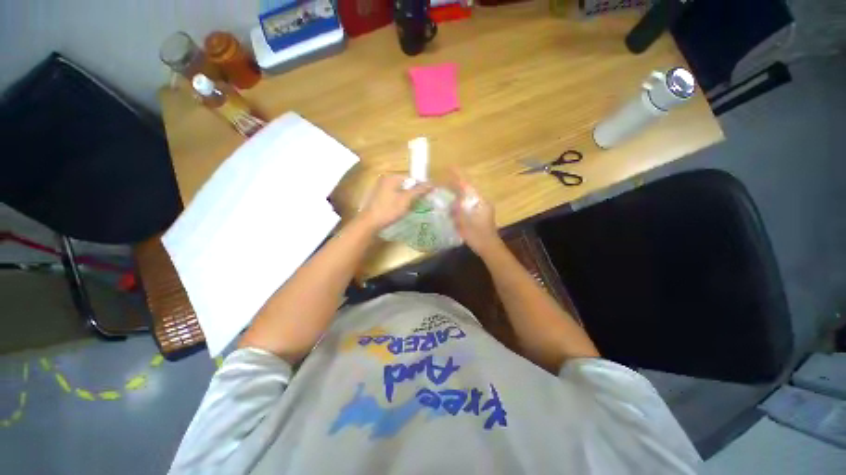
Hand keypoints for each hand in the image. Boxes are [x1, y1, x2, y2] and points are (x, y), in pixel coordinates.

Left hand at [357, 174, 431, 232]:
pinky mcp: (377, 198)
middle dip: (413, 193)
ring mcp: (379, 189)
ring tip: (412, 208)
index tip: (426, 197)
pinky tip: (401, 211)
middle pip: (405, 185)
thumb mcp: (406, 200)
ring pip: (399, 192)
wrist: (369, 223)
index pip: (411, 178)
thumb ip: (419, 191)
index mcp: (391, 177)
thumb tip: (432, 183)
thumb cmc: (388, 210)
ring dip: (406, 199)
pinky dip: (398, 202)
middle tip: (420, 204)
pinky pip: (393, 197)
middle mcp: (384, 180)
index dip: (420, 187)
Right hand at [448, 168, 501, 256]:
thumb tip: (452, 201)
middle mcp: (482, 202)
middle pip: (468, 190)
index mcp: (480, 202)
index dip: (458, 177)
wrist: (489, 248)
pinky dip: (461, 203)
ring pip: (468, 197)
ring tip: (447, 191)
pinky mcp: (480, 215)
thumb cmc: (478, 236)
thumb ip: (458, 211)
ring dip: (458, 194)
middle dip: (457, 185)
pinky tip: (453, 206)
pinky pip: (468, 204)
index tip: (450, 167)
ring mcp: (482, 209)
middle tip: (445, 180)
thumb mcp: (465, 224)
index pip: (468, 186)